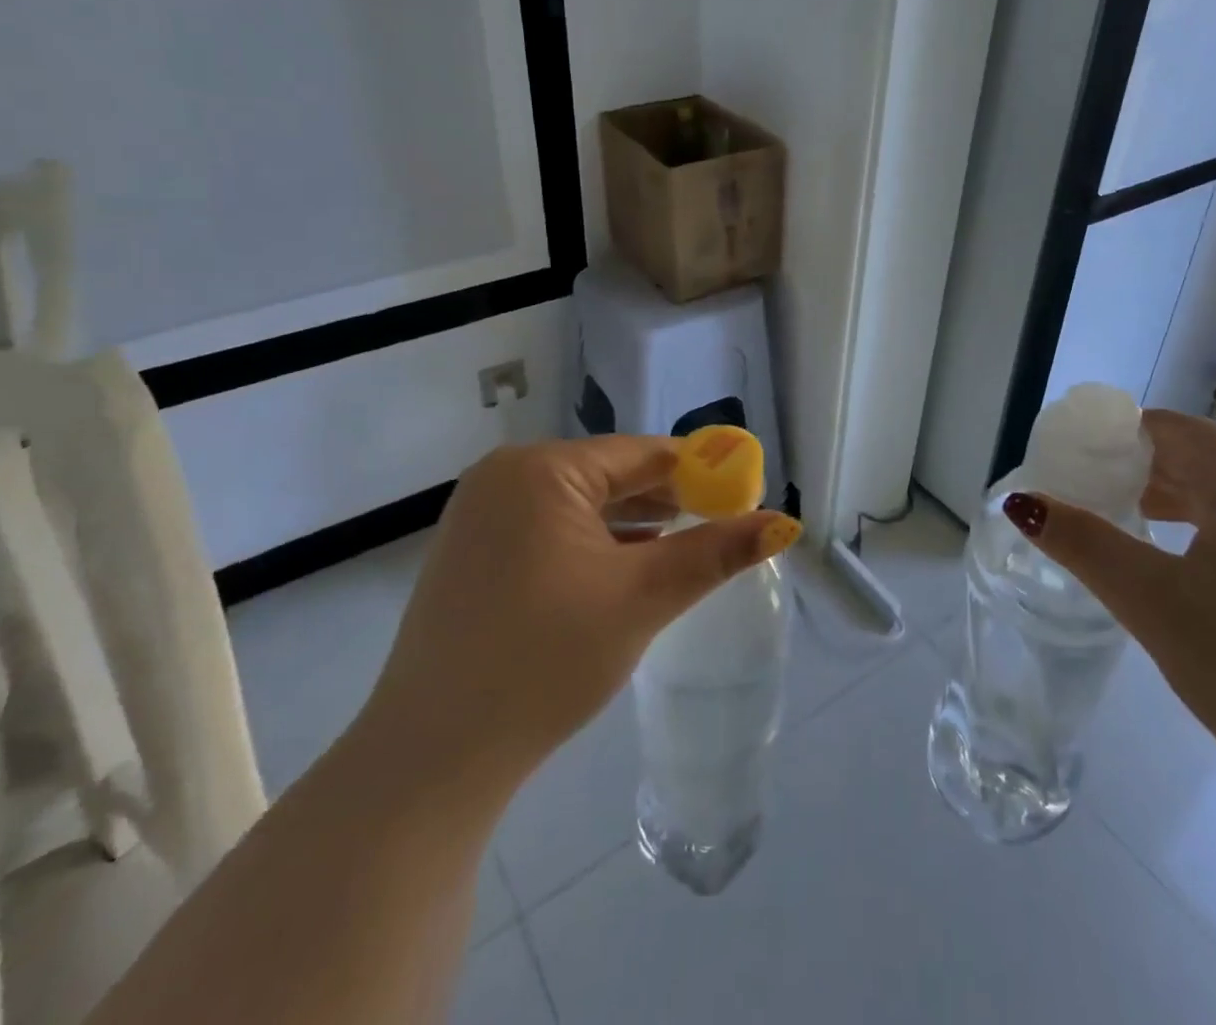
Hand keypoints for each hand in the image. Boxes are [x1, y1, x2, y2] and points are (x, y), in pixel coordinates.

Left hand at [360, 437, 796, 790]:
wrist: (430, 760)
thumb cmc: (544, 660)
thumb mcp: (642, 598)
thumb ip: (715, 552)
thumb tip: (784, 522)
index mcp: (539, 469)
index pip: (641, 454)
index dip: (700, 472)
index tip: (745, 494)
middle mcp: (504, 478)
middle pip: (609, 476)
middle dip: (667, 501)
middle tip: (722, 525)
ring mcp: (480, 516)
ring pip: (580, 506)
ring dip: (633, 525)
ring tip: (683, 547)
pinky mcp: (473, 554)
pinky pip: (550, 531)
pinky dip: (593, 546)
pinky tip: (625, 570)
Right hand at [1007, 410, 1215, 841]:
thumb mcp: (1154, 602)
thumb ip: (1083, 542)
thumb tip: (1021, 502)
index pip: (1165, 429)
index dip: (1107, 439)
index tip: (1059, 463)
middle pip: (1194, 457)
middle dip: (1130, 472)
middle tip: (1075, 498)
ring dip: (1164, 503)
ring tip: (1112, 526)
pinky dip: (1202, 531)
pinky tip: (1174, 563)